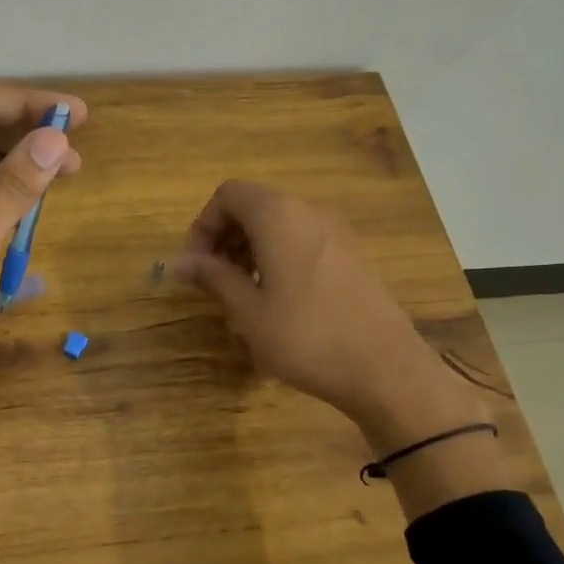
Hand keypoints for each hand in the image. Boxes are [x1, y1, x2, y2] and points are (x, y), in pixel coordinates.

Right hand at [172, 181, 480, 451]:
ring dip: (249, 248)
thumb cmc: (306, 337)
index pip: (228, 195)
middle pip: (254, 206)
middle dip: (224, 237)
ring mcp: (336, 232)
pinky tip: (275, 298)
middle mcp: (309, 211)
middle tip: (212, 280)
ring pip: (278, 224)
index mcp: (279, 217)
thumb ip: (213, 277)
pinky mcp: (351, 254)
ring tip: (240, 293)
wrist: (385, 369)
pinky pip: (302, 240)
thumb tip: (178, 262)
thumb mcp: (248, 311)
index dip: (203, 225)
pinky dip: (277, 256)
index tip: (195, 266)